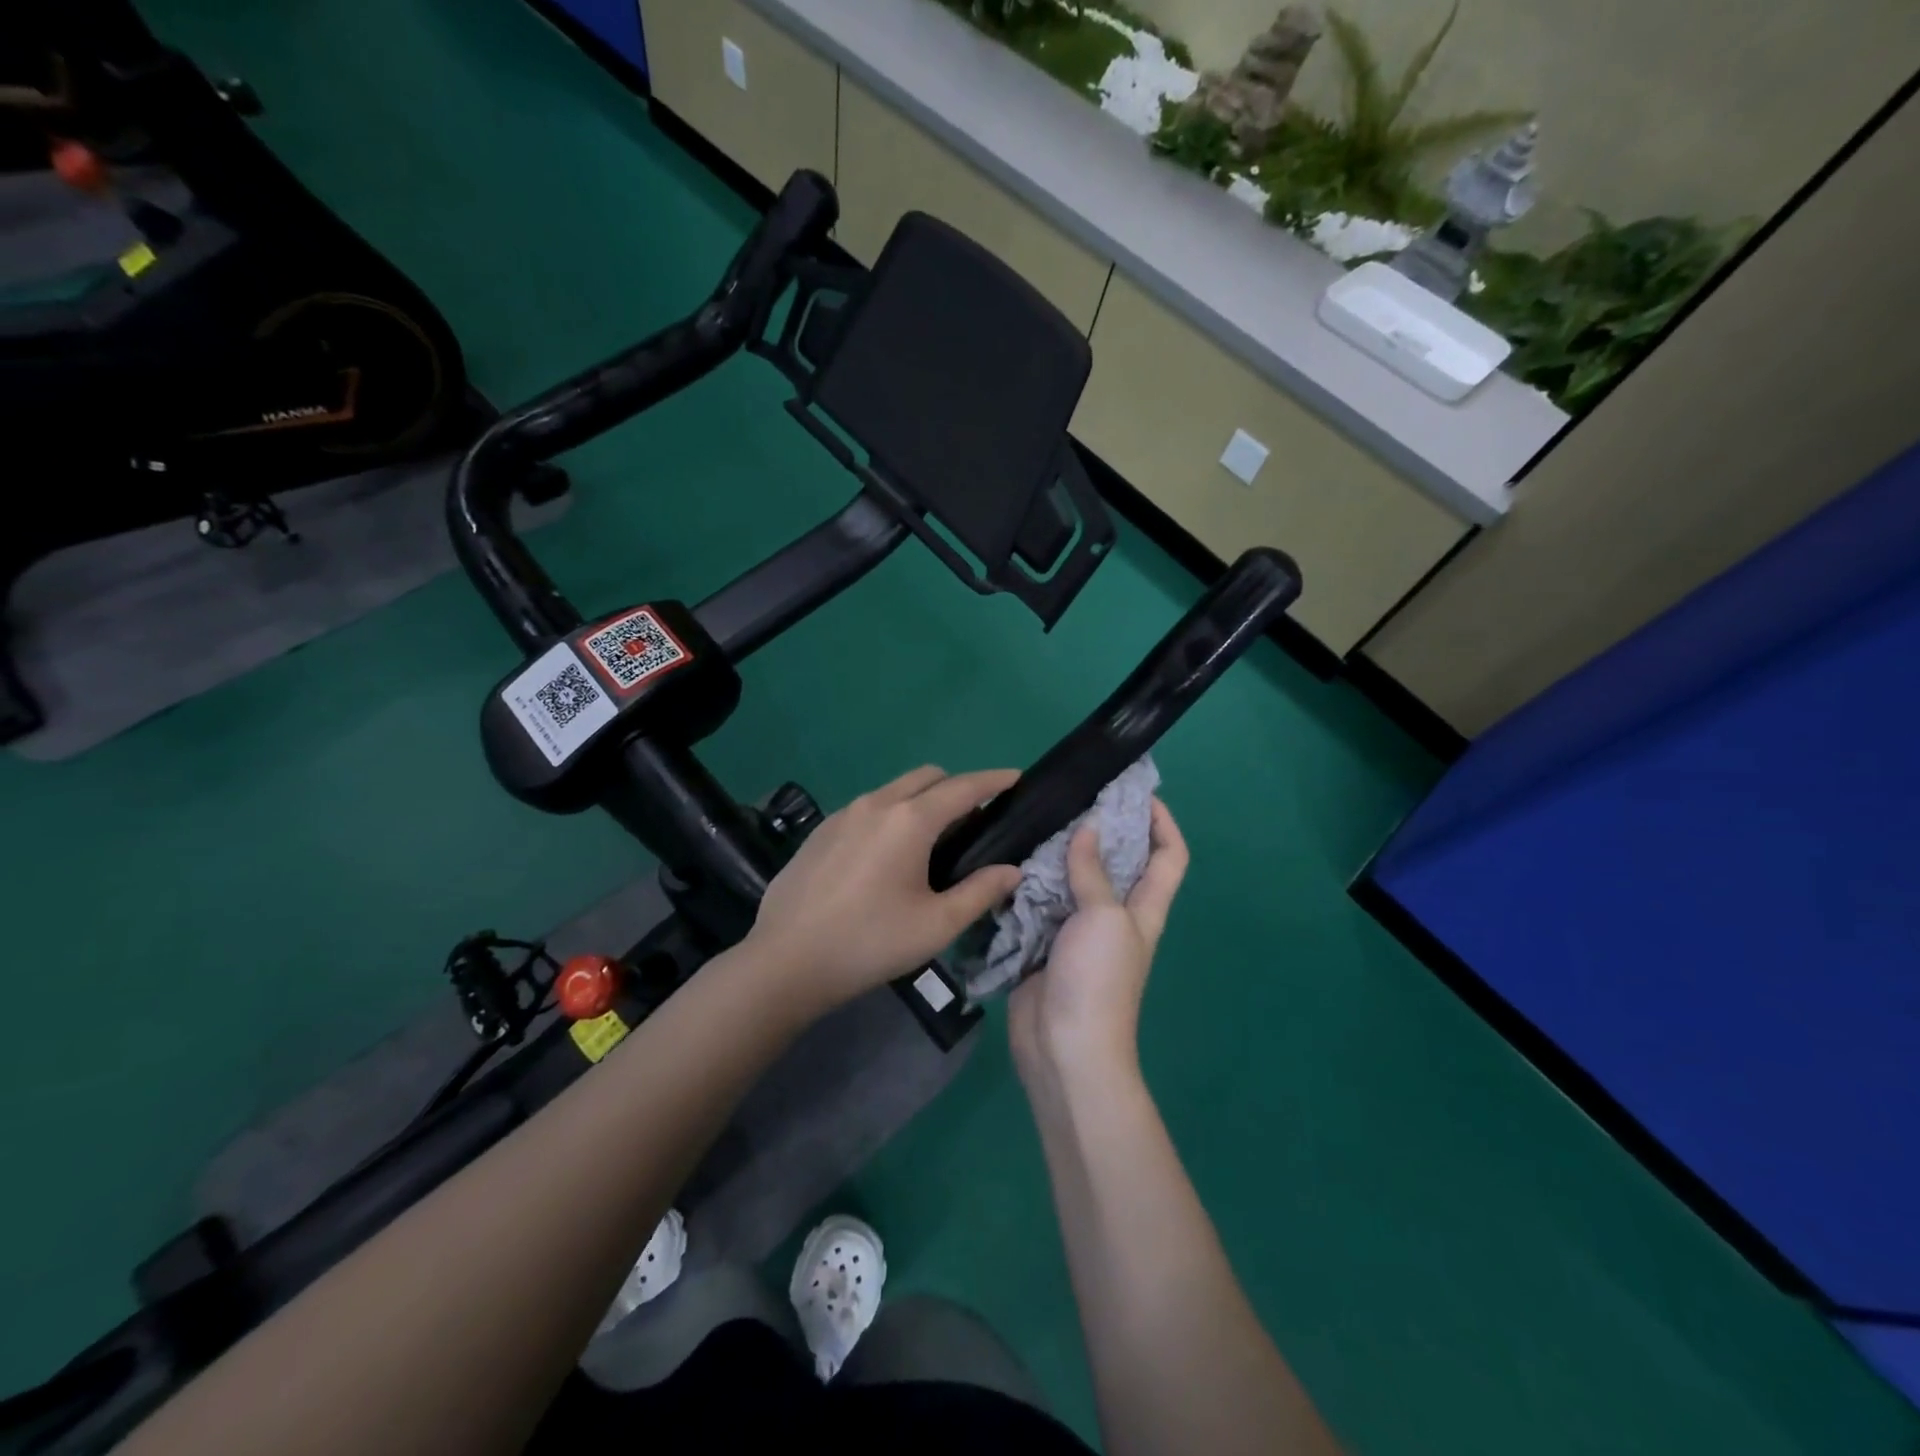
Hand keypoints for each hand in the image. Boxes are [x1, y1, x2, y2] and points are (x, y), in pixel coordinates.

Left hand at [746, 766, 1023, 1015]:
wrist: (787, 961)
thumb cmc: (870, 943)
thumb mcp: (936, 925)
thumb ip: (980, 892)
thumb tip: (1012, 871)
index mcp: (910, 820)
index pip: (963, 787)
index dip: (994, 780)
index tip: (1016, 778)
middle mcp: (876, 803)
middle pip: (927, 777)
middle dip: (957, 787)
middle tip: (974, 822)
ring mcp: (843, 813)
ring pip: (894, 790)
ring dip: (921, 800)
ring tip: (931, 841)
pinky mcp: (820, 830)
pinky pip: (868, 808)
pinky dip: (891, 815)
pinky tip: (886, 856)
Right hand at [1009, 798, 1187, 1089]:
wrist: (1064, 1046)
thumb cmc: (1098, 979)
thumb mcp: (1103, 918)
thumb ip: (1093, 872)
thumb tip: (1088, 828)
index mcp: (1144, 908)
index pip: (1170, 856)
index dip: (1163, 822)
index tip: (1137, 793)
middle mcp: (1115, 914)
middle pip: (1119, 862)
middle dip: (1104, 828)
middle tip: (1073, 796)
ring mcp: (1078, 930)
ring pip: (1075, 879)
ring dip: (1061, 852)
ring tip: (1037, 820)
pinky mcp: (1045, 943)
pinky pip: (1041, 902)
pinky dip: (1030, 881)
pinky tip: (1010, 860)